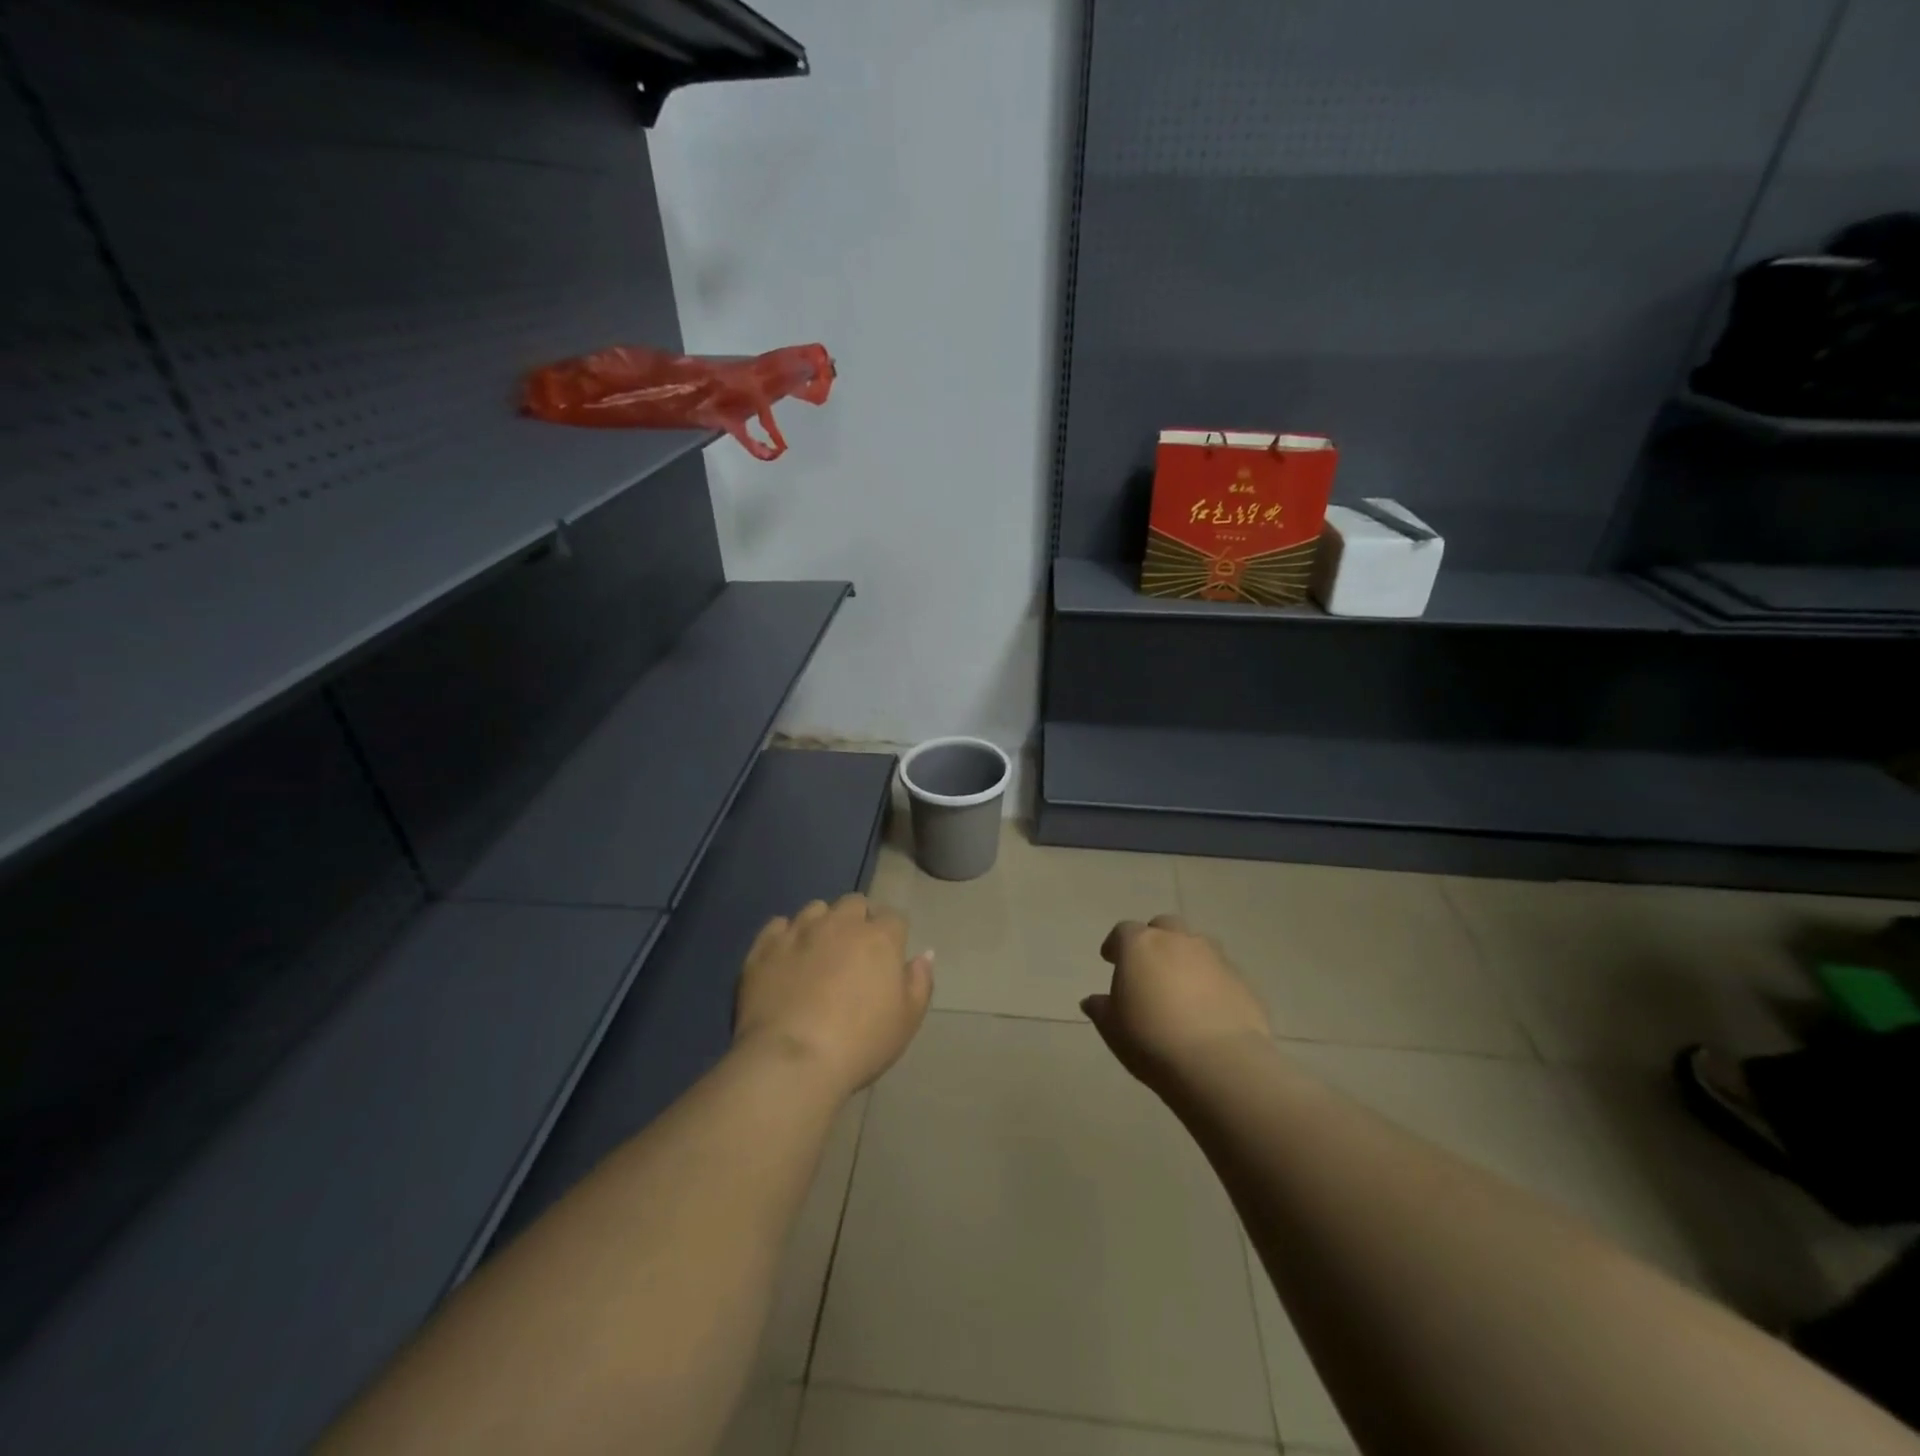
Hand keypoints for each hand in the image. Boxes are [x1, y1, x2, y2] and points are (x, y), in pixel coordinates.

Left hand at [735, 894, 933, 1097]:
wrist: (791, 1061)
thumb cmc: (860, 1043)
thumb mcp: (907, 1021)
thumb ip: (919, 982)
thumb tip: (924, 954)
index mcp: (879, 938)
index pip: (894, 917)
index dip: (893, 934)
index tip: (888, 956)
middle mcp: (840, 923)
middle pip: (854, 903)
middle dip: (858, 919)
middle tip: (855, 951)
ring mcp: (799, 931)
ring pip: (816, 909)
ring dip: (822, 923)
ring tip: (819, 950)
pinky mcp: (765, 947)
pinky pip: (778, 925)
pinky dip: (785, 935)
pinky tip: (786, 956)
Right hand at [1082, 915, 1270, 1089]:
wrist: (1219, 1063)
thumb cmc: (1152, 1040)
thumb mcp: (1113, 1029)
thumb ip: (1101, 1009)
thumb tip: (1092, 1001)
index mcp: (1140, 945)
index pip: (1123, 932)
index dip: (1115, 945)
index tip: (1110, 960)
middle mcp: (1178, 941)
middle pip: (1163, 926)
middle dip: (1155, 940)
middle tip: (1149, 967)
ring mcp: (1214, 957)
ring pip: (1196, 945)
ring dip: (1185, 957)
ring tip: (1181, 987)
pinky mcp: (1242, 980)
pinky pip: (1220, 972)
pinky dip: (1211, 982)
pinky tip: (1208, 1009)